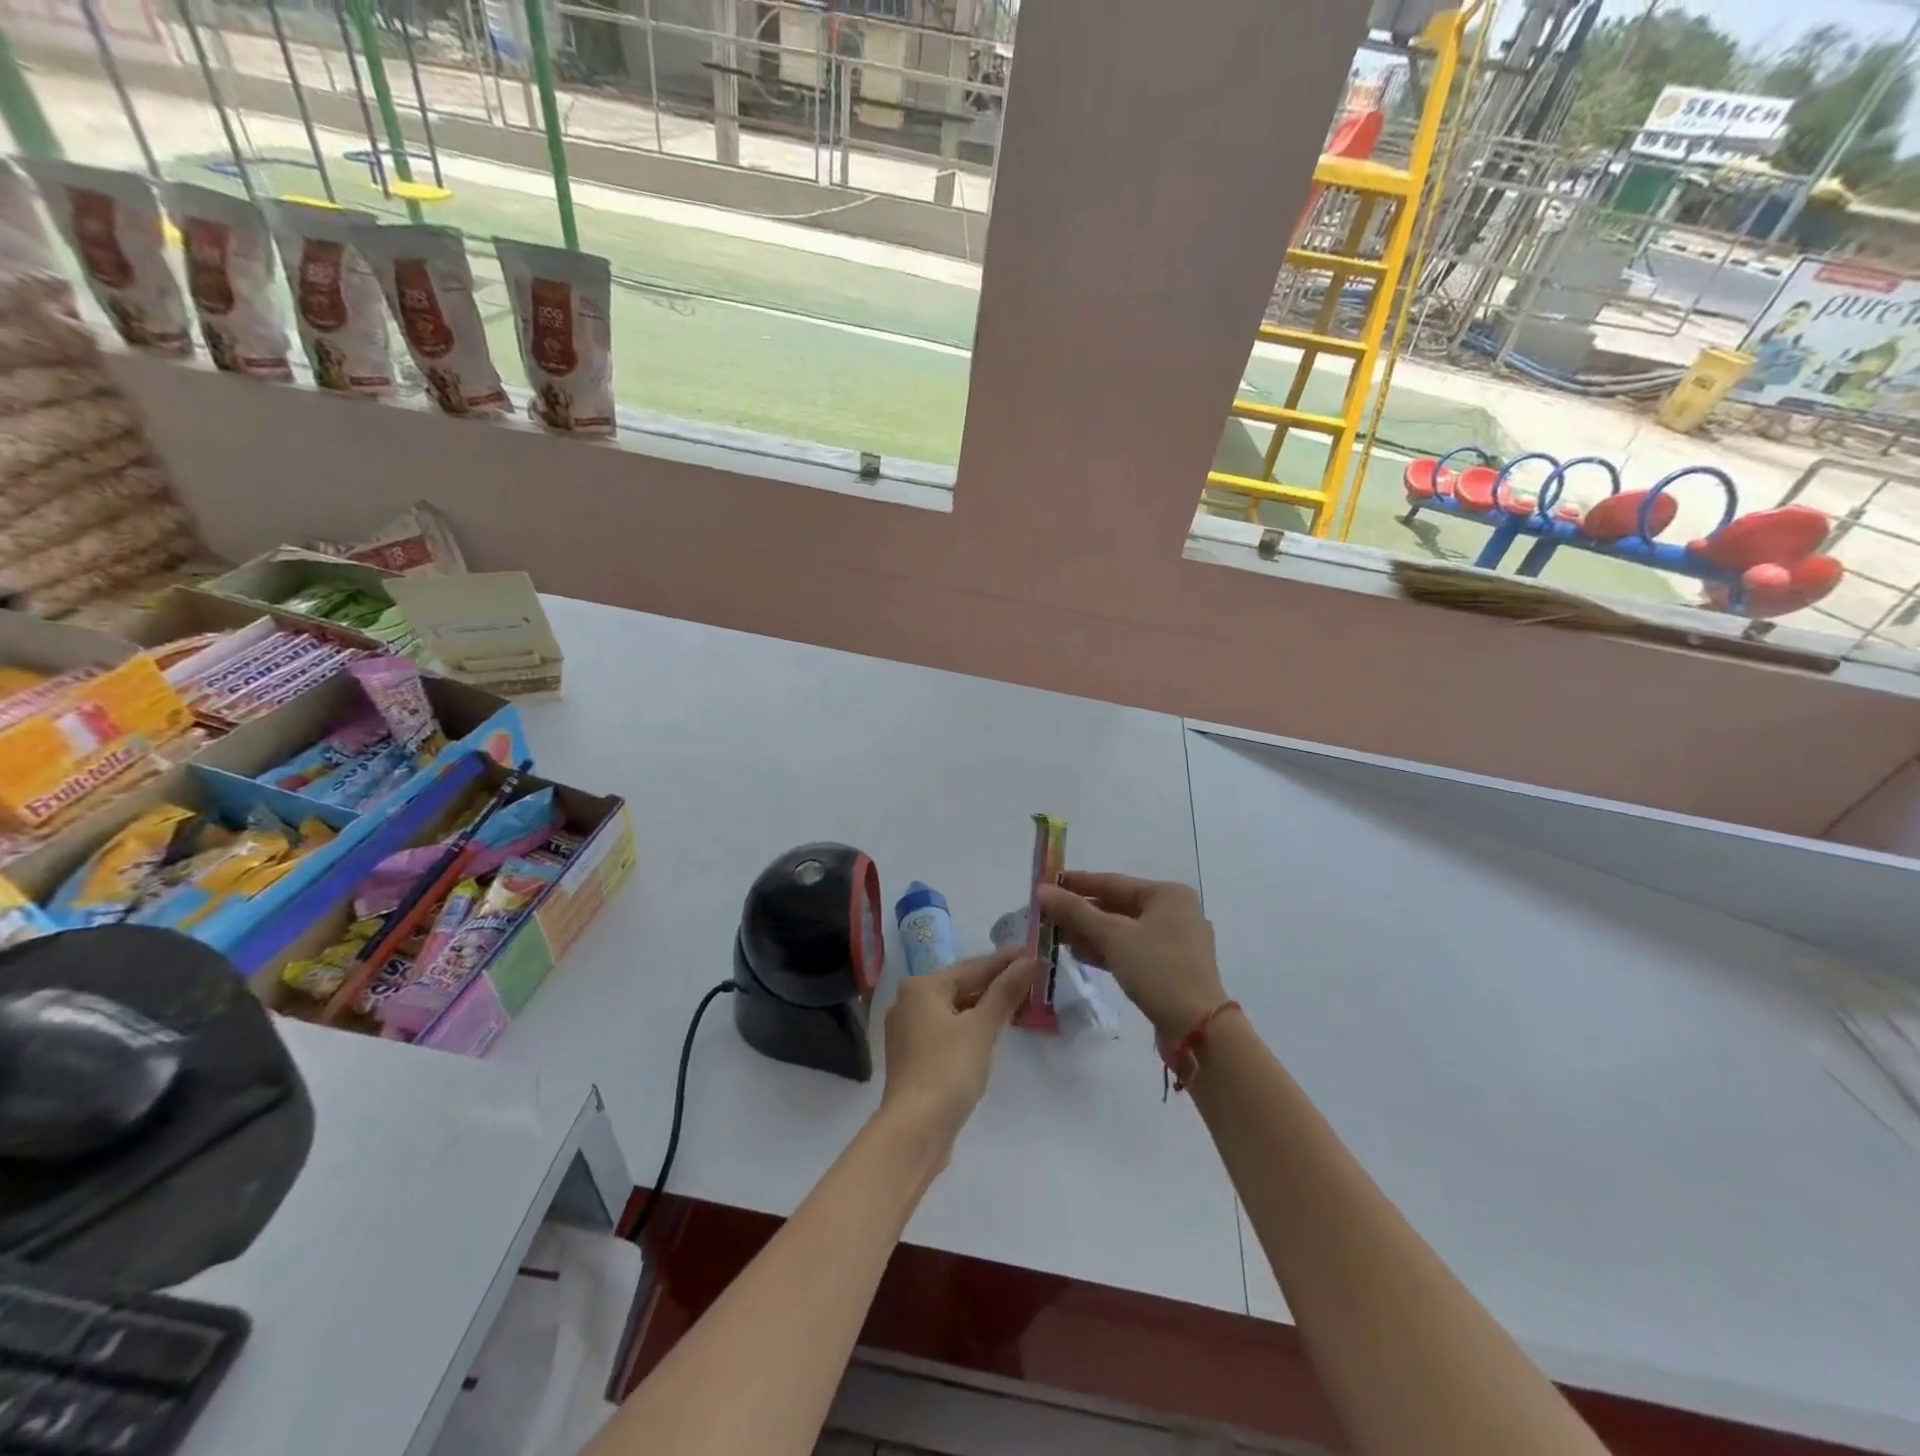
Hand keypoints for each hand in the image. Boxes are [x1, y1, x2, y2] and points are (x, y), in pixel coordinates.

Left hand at [879, 949, 1036, 1151]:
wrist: (914, 1131)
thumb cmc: (948, 1070)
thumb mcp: (982, 1028)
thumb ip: (1005, 992)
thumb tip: (1029, 960)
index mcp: (921, 987)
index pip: (972, 967)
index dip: (1004, 961)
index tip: (1033, 952)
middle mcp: (909, 1002)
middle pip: (961, 986)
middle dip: (996, 983)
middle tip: (1032, 977)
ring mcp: (908, 1031)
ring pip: (955, 1009)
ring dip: (985, 1006)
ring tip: (1019, 1001)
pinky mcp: (914, 1057)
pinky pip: (949, 1029)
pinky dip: (971, 1026)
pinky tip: (992, 1030)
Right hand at [1037, 872, 1224, 1039]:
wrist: (1197, 1027)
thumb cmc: (1157, 969)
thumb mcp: (1112, 936)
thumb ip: (1075, 911)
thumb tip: (1041, 891)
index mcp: (1168, 894)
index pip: (1113, 882)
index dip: (1077, 883)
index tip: (1047, 884)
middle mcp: (1175, 912)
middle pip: (1118, 906)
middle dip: (1081, 912)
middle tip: (1047, 915)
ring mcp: (1175, 942)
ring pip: (1123, 930)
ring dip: (1090, 933)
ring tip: (1056, 936)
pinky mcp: (1171, 968)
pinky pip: (1132, 949)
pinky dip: (1107, 950)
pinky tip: (1080, 954)